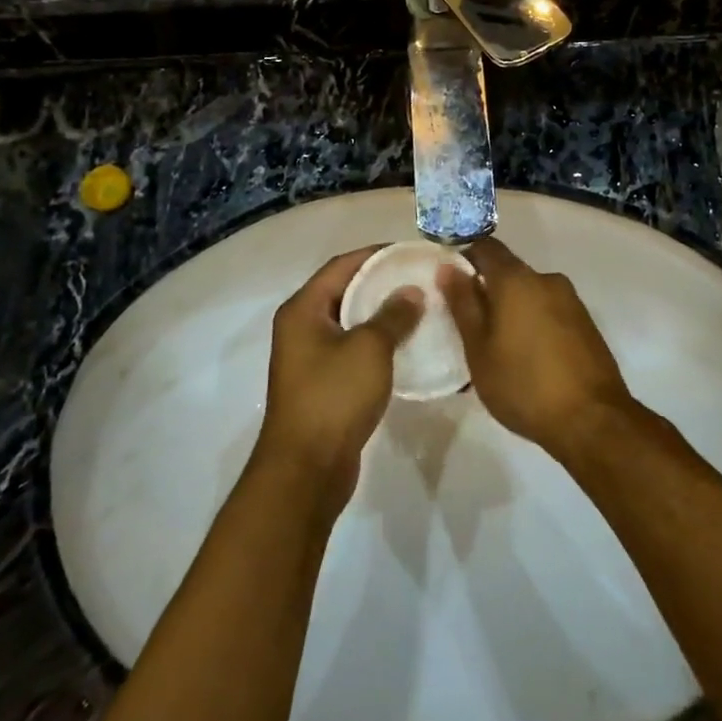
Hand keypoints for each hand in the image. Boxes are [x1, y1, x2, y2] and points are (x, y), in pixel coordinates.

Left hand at [258, 247, 422, 503]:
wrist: (307, 469)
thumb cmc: (334, 397)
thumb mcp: (369, 349)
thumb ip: (392, 315)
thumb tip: (411, 292)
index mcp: (303, 310)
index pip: (341, 266)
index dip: (376, 255)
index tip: (411, 251)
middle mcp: (301, 328)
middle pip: (344, 292)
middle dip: (382, 284)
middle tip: (420, 279)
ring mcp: (310, 358)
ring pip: (350, 323)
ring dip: (382, 315)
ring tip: (420, 309)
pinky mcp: (323, 384)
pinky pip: (352, 351)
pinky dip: (377, 344)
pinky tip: (406, 347)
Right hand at [438, 239, 632, 457]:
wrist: (593, 420)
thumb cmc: (524, 384)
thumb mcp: (479, 349)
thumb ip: (463, 304)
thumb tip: (448, 268)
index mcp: (517, 279)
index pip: (485, 247)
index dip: (464, 256)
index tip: (449, 281)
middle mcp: (546, 279)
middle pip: (508, 272)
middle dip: (487, 290)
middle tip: (468, 325)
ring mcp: (571, 301)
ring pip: (529, 293)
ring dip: (511, 310)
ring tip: (496, 347)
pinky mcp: (585, 323)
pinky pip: (548, 311)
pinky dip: (532, 323)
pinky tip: (526, 356)